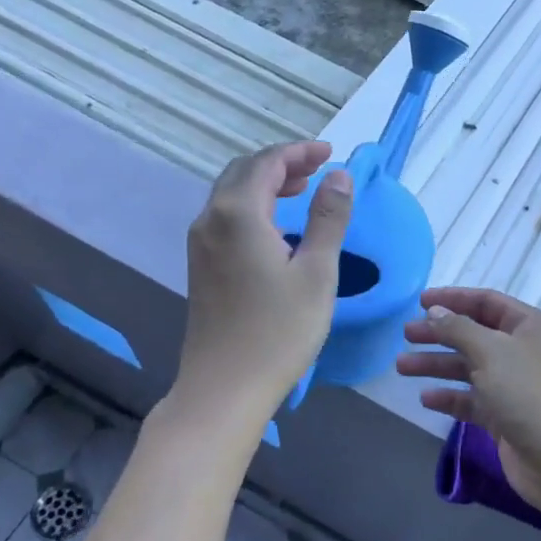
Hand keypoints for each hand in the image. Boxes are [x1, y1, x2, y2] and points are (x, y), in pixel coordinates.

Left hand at [176, 141, 352, 431]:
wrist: (224, 388)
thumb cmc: (278, 331)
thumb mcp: (316, 272)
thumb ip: (328, 218)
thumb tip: (340, 176)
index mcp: (238, 213)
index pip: (267, 162)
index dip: (300, 152)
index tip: (331, 154)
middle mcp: (211, 219)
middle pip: (244, 172)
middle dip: (282, 163)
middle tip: (319, 169)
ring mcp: (200, 244)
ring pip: (231, 193)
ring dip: (266, 183)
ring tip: (303, 189)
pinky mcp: (200, 265)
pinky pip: (225, 216)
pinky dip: (253, 205)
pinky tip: (276, 226)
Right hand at [398, 287, 540, 519]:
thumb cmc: (529, 393)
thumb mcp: (491, 351)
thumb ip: (458, 328)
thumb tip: (435, 311)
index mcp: (530, 326)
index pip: (487, 302)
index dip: (453, 299)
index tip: (419, 301)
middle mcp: (524, 351)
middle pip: (475, 335)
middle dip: (440, 334)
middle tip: (406, 334)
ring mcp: (516, 386)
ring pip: (470, 368)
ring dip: (438, 366)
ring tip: (401, 366)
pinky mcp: (507, 418)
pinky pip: (473, 400)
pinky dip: (450, 398)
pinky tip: (426, 398)